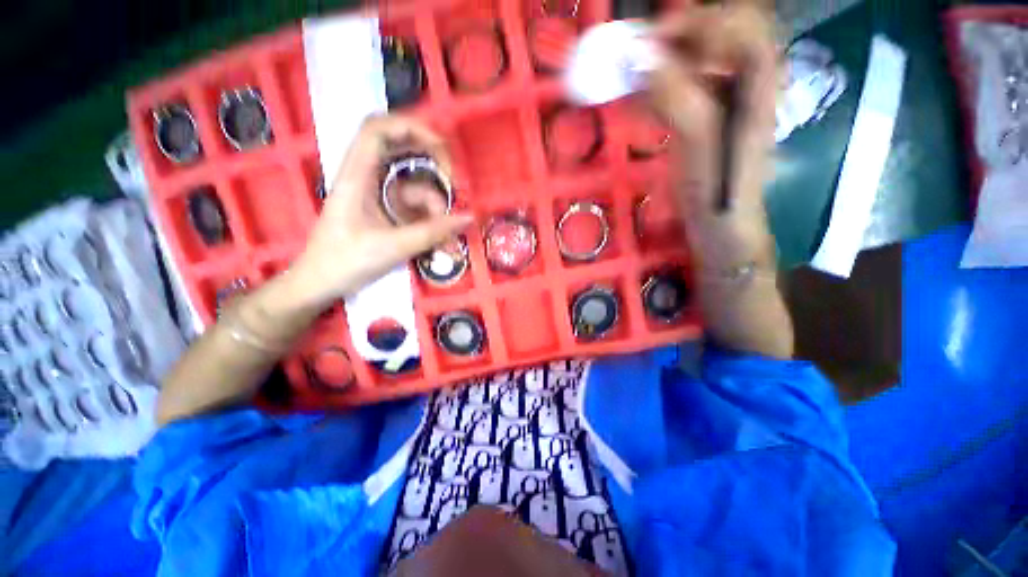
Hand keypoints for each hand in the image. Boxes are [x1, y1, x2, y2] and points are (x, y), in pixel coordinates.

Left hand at [289, 116, 472, 309]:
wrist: (322, 284)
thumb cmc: (346, 262)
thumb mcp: (393, 247)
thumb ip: (433, 232)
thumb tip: (468, 218)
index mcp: (357, 175)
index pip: (378, 130)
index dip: (411, 127)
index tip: (442, 147)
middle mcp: (368, 178)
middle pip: (402, 150)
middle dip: (432, 162)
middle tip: (454, 184)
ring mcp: (380, 195)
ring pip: (415, 186)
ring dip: (434, 207)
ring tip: (445, 237)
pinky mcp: (388, 211)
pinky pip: (415, 207)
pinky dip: (430, 221)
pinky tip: (439, 241)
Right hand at [647, 2, 778, 269]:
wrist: (717, 221)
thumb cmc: (716, 185)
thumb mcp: (699, 139)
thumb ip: (674, 93)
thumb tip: (637, 56)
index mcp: (757, 77)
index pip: (735, 21)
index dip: (695, 22)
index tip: (653, 42)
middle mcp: (743, 80)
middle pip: (712, 36)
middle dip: (672, 41)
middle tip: (635, 58)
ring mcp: (721, 99)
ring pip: (691, 62)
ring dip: (658, 65)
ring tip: (629, 79)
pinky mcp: (700, 118)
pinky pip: (677, 89)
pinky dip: (654, 89)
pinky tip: (635, 101)